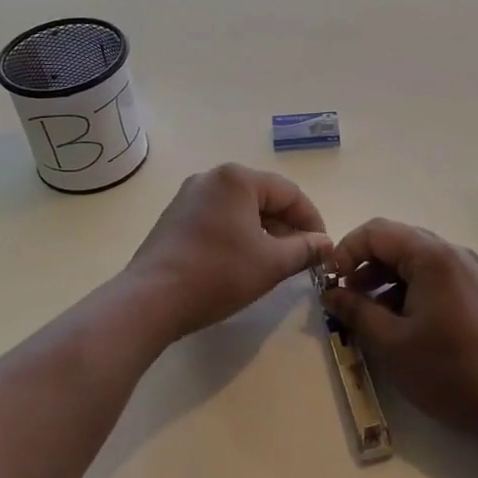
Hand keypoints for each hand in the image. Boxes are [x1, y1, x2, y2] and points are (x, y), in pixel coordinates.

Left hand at [126, 164, 330, 339]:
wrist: (151, 299)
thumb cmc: (218, 273)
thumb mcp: (271, 263)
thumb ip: (305, 249)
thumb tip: (326, 244)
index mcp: (237, 178)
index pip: (289, 193)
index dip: (312, 221)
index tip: (323, 249)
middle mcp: (211, 178)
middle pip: (264, 198)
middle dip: (287, 227)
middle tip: (303, 258)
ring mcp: (188, 197)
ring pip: (240, 210)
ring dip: (264, 233)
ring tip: (276, 263)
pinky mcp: (174, 219)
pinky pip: (218, 219)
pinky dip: (238, 236)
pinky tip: (243, 263)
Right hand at [321, 219, 477, 443]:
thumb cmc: (448, 371)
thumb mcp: (391, 343)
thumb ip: (356, 311)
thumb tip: (331, 293)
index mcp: (432, 257)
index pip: (377, 231)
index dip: (347, 250)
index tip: (331, 282)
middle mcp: (454, 253)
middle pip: (398, 241)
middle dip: (365, 264)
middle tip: (346, 297)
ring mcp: (470, 271)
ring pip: (416, 259)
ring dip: (386, 278)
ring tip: (369, 314)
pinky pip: (435, 275)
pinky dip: (410, 288)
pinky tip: (400, 321)